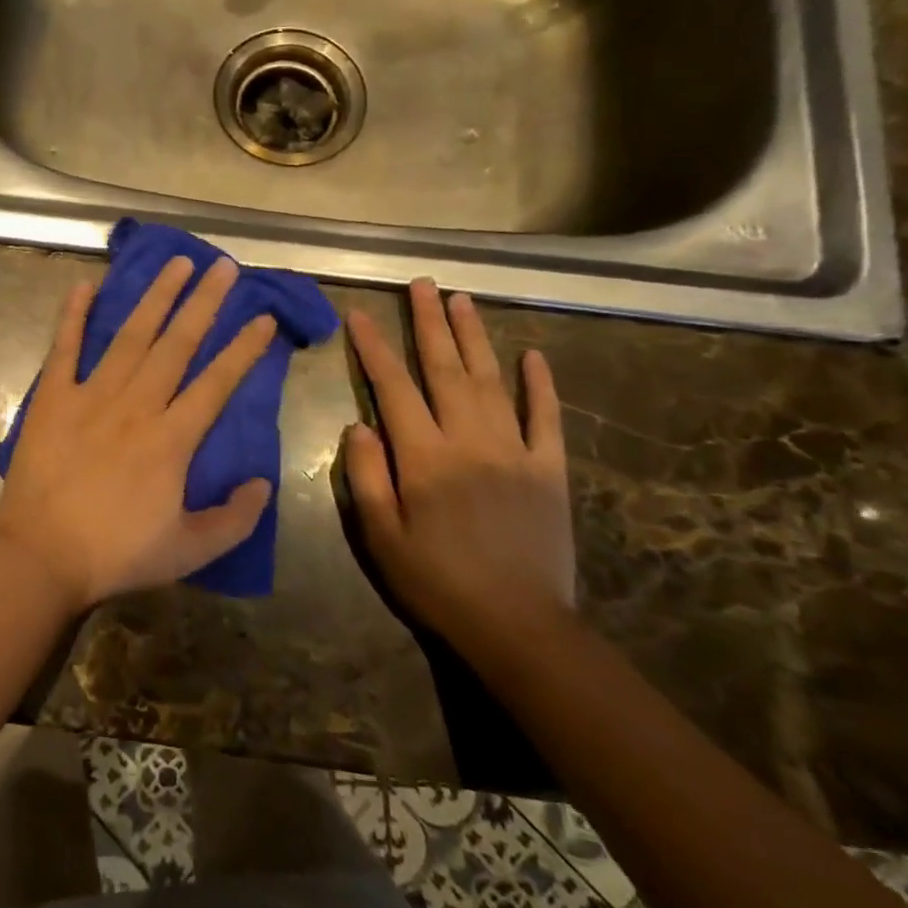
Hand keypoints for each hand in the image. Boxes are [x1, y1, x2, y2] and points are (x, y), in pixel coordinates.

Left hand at [0, 256, 277, 612]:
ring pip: (130, 336)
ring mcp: (91, 396)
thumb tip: (263, 484)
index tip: (263, 316)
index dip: (244, 349)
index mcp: (171, 439)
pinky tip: (84, 285)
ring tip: (176, 263)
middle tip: (223, 265)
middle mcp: (136, 405)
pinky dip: (73, 316)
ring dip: (155, 297)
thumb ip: (234, 519)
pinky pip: (65, 348)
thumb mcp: (189, 552)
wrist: (40, 556)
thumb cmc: (115, 554)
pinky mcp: (53, 398)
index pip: (217, 382)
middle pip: (177, 344)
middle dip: (204, 302)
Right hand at [342, 280, 574, 653]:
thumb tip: (358, 424)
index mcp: (424, 456)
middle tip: (421, 283)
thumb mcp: (380, 536)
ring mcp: (515, 451)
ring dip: (474, 337)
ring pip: (492, 380)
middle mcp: (469, 440)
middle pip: (445, 369)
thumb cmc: (436, 581)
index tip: (359, 314)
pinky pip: (546, 418)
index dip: (373, 347)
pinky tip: (534, 355)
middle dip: (428, 323)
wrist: (518, 625)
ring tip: (461, 300)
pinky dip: (541, 384)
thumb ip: (365, 476)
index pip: (392, 386)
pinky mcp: (550, 469)